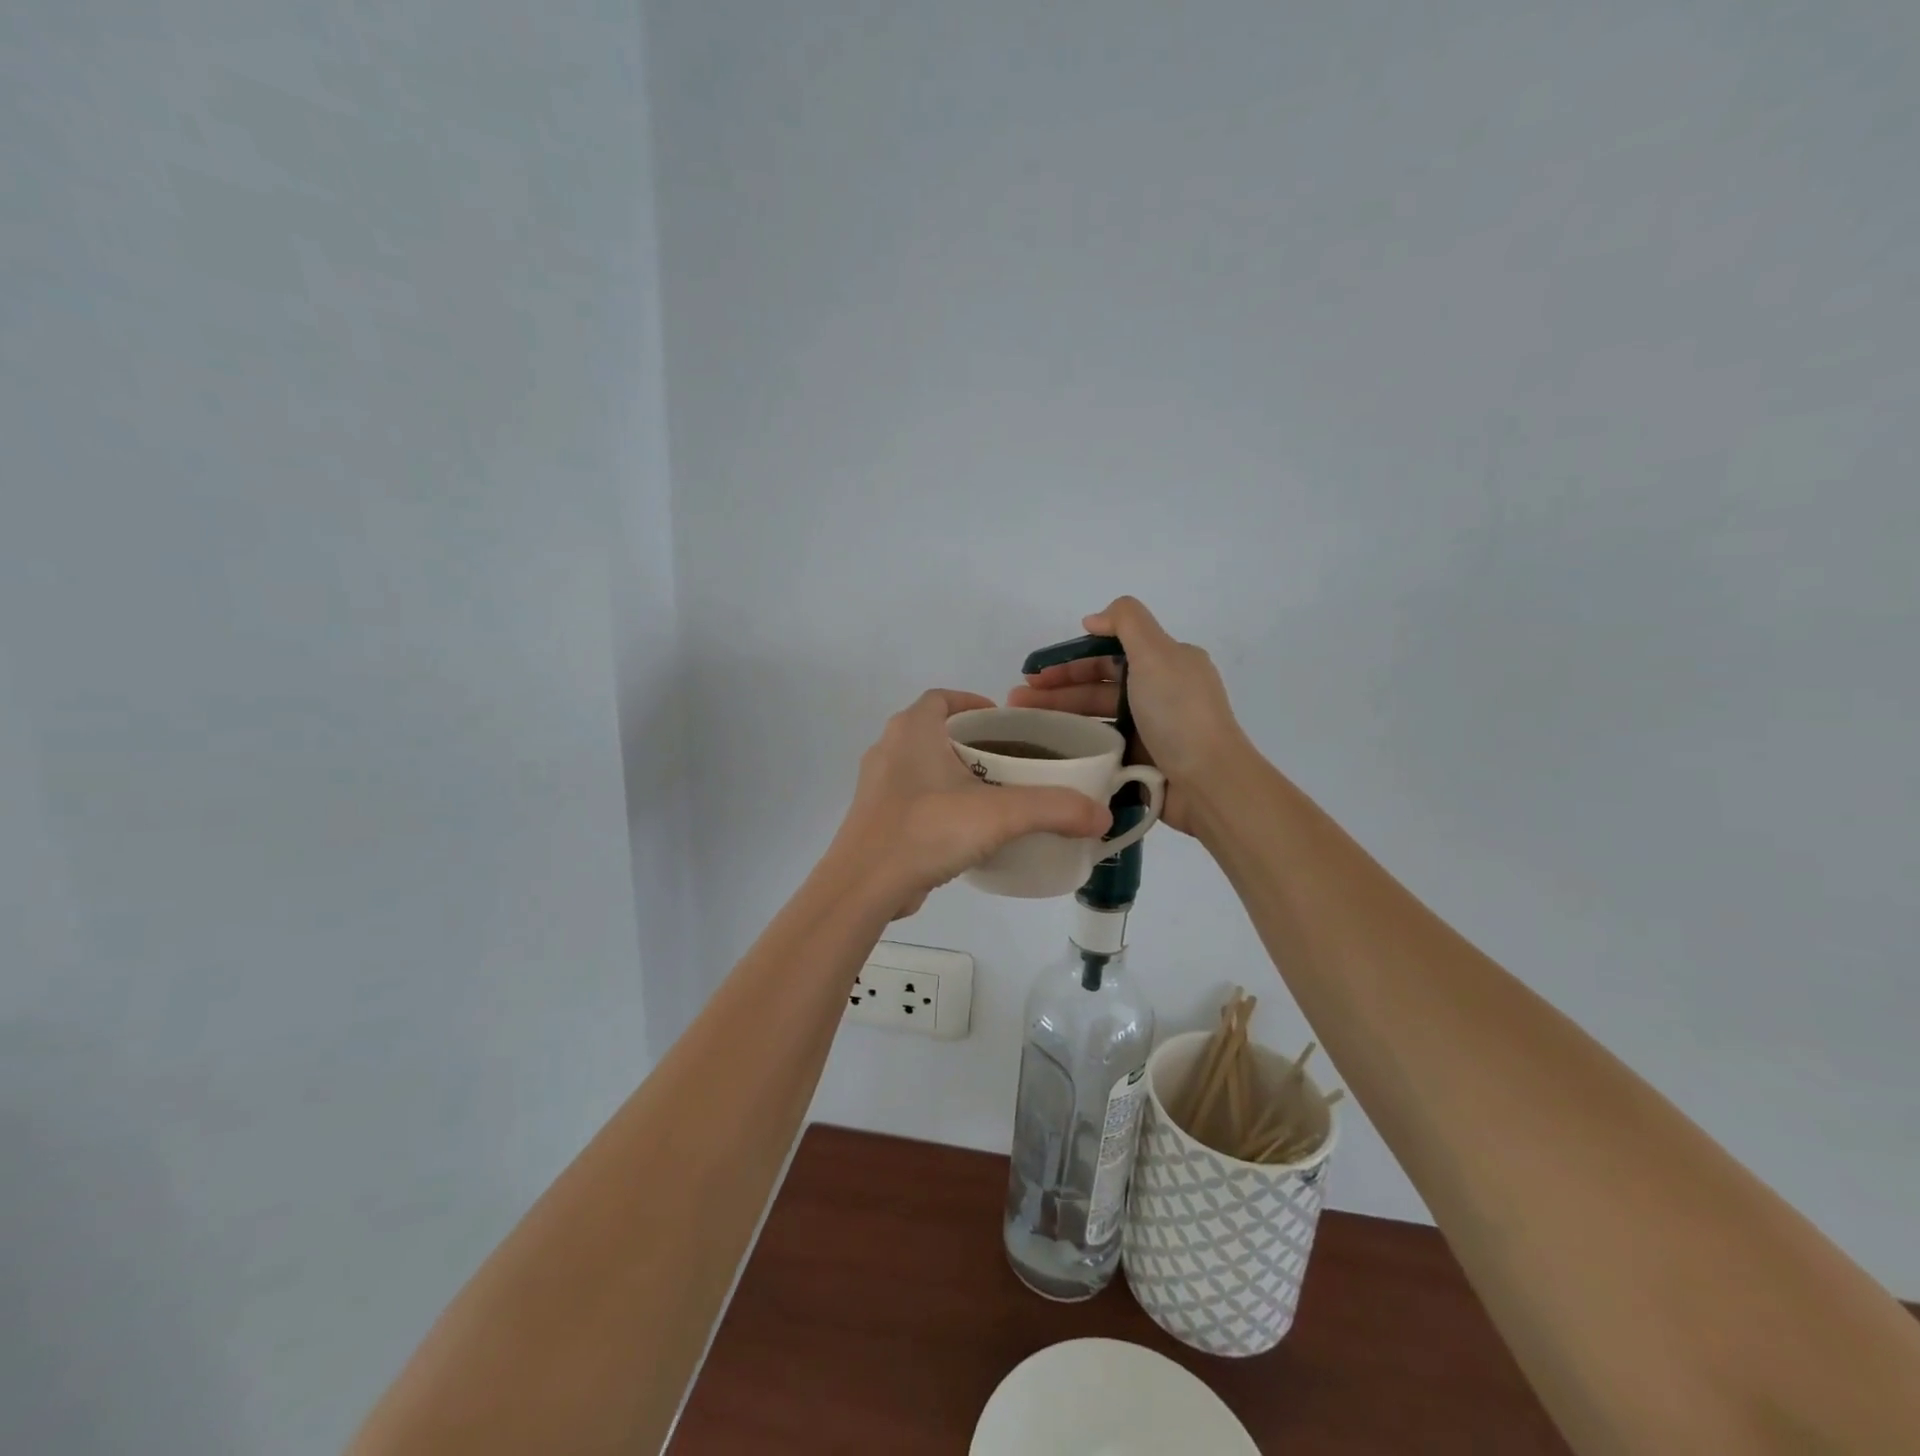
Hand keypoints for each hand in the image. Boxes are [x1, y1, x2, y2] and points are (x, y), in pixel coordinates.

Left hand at [833, 689, 1112, 917]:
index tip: (1005, 724)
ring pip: (923, 766)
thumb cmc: (927, 830)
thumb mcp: (1000, 815)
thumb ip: (1055, 809)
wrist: (864, 886)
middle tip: (1011, 762)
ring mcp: (877, 786)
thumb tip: (1102, 816)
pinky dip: (940, 803)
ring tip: (995, 796)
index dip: (974, 702)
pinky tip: (966, 829)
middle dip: (973, 742)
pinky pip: (913, 798)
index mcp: (912, 729)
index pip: (943, 697)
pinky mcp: (875, 818)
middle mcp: (889, 748)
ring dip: (955, 774)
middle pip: (936, 731)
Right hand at [1008, 597, 1250, 835]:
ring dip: (1059, 715)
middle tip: (1016, 700)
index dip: (1070, 659)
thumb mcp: (1157, 653)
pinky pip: (1101, 745)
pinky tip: (1048, 747)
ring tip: (1020, 725)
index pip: (1108, 653)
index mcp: (1166, 662)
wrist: (1208, 782)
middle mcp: (1159, 692)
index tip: (1035, 672)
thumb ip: (1126, 621)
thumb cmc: (1178, 714)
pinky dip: (1076, 743)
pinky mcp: (1141, 760)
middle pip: (1098, 685)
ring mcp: (1150, 729)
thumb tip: (1093, 619)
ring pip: (1095, 716)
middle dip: (1056, 688)